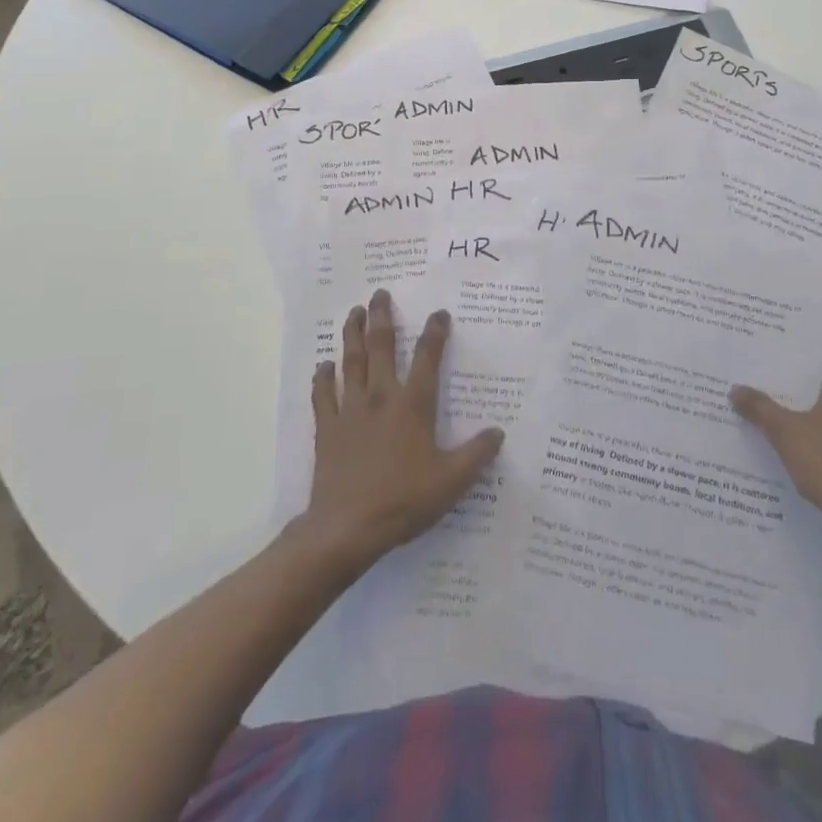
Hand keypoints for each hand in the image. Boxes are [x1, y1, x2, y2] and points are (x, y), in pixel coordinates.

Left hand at [297, 289, 503, 580]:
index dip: (435, 332)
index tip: (439, 312)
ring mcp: (349, 410)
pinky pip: (323, 395)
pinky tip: (324, 365)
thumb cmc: (404, 499)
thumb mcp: (452, 480)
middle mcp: (380, 396)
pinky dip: (323, 377)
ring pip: (350, 361)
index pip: (427, 357)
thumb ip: (477, 453)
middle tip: (380, 293)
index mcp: (413, 404)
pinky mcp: (327, 428)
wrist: (347, 527)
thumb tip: (498, 433)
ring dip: (352, 334)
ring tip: (354, 312)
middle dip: (382, 316)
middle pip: (380, 346)